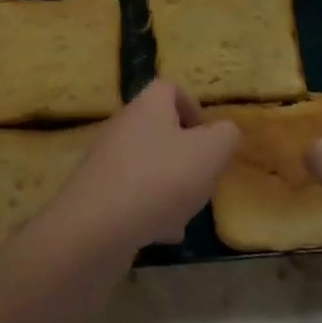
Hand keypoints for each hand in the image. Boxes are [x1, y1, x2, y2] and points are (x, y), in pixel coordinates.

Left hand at [40, 80, 240, 258]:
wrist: (97, 227)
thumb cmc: (160, 179)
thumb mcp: (210, 154)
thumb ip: (226, 137)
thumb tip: (224, 132)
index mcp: (148, 105)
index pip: (170, 88)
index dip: (192, 107)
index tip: (208, 138)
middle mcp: (124, 124)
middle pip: (159, 128)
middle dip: (185, 155)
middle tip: (201, 179)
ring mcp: (106, 158)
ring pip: (147, 164)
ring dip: (169, 186)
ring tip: (185, 213)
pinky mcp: (96, 191)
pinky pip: (131, 193)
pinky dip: (149, 209)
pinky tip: (161, 234)